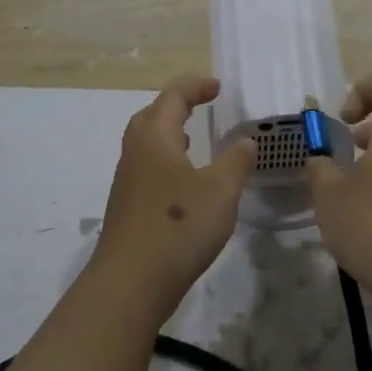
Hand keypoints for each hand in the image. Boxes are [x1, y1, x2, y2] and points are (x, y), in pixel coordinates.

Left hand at [93, 76, 256, 309]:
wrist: (130, 283)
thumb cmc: (179, 226)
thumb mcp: (221, 190)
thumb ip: (236, 161)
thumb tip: (244, 142)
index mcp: (155, 137)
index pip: (173, 96)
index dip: (196, 87)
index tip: (218, 88)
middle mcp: (135, 152)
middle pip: (152, 115)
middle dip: (176, 106)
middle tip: (201, 107)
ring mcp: (127, 182)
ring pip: (147, 144)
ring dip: (170, 135)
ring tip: (194, 141)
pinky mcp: (127, 208)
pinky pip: (147, 169)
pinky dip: (167, 162)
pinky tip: (184, 185)